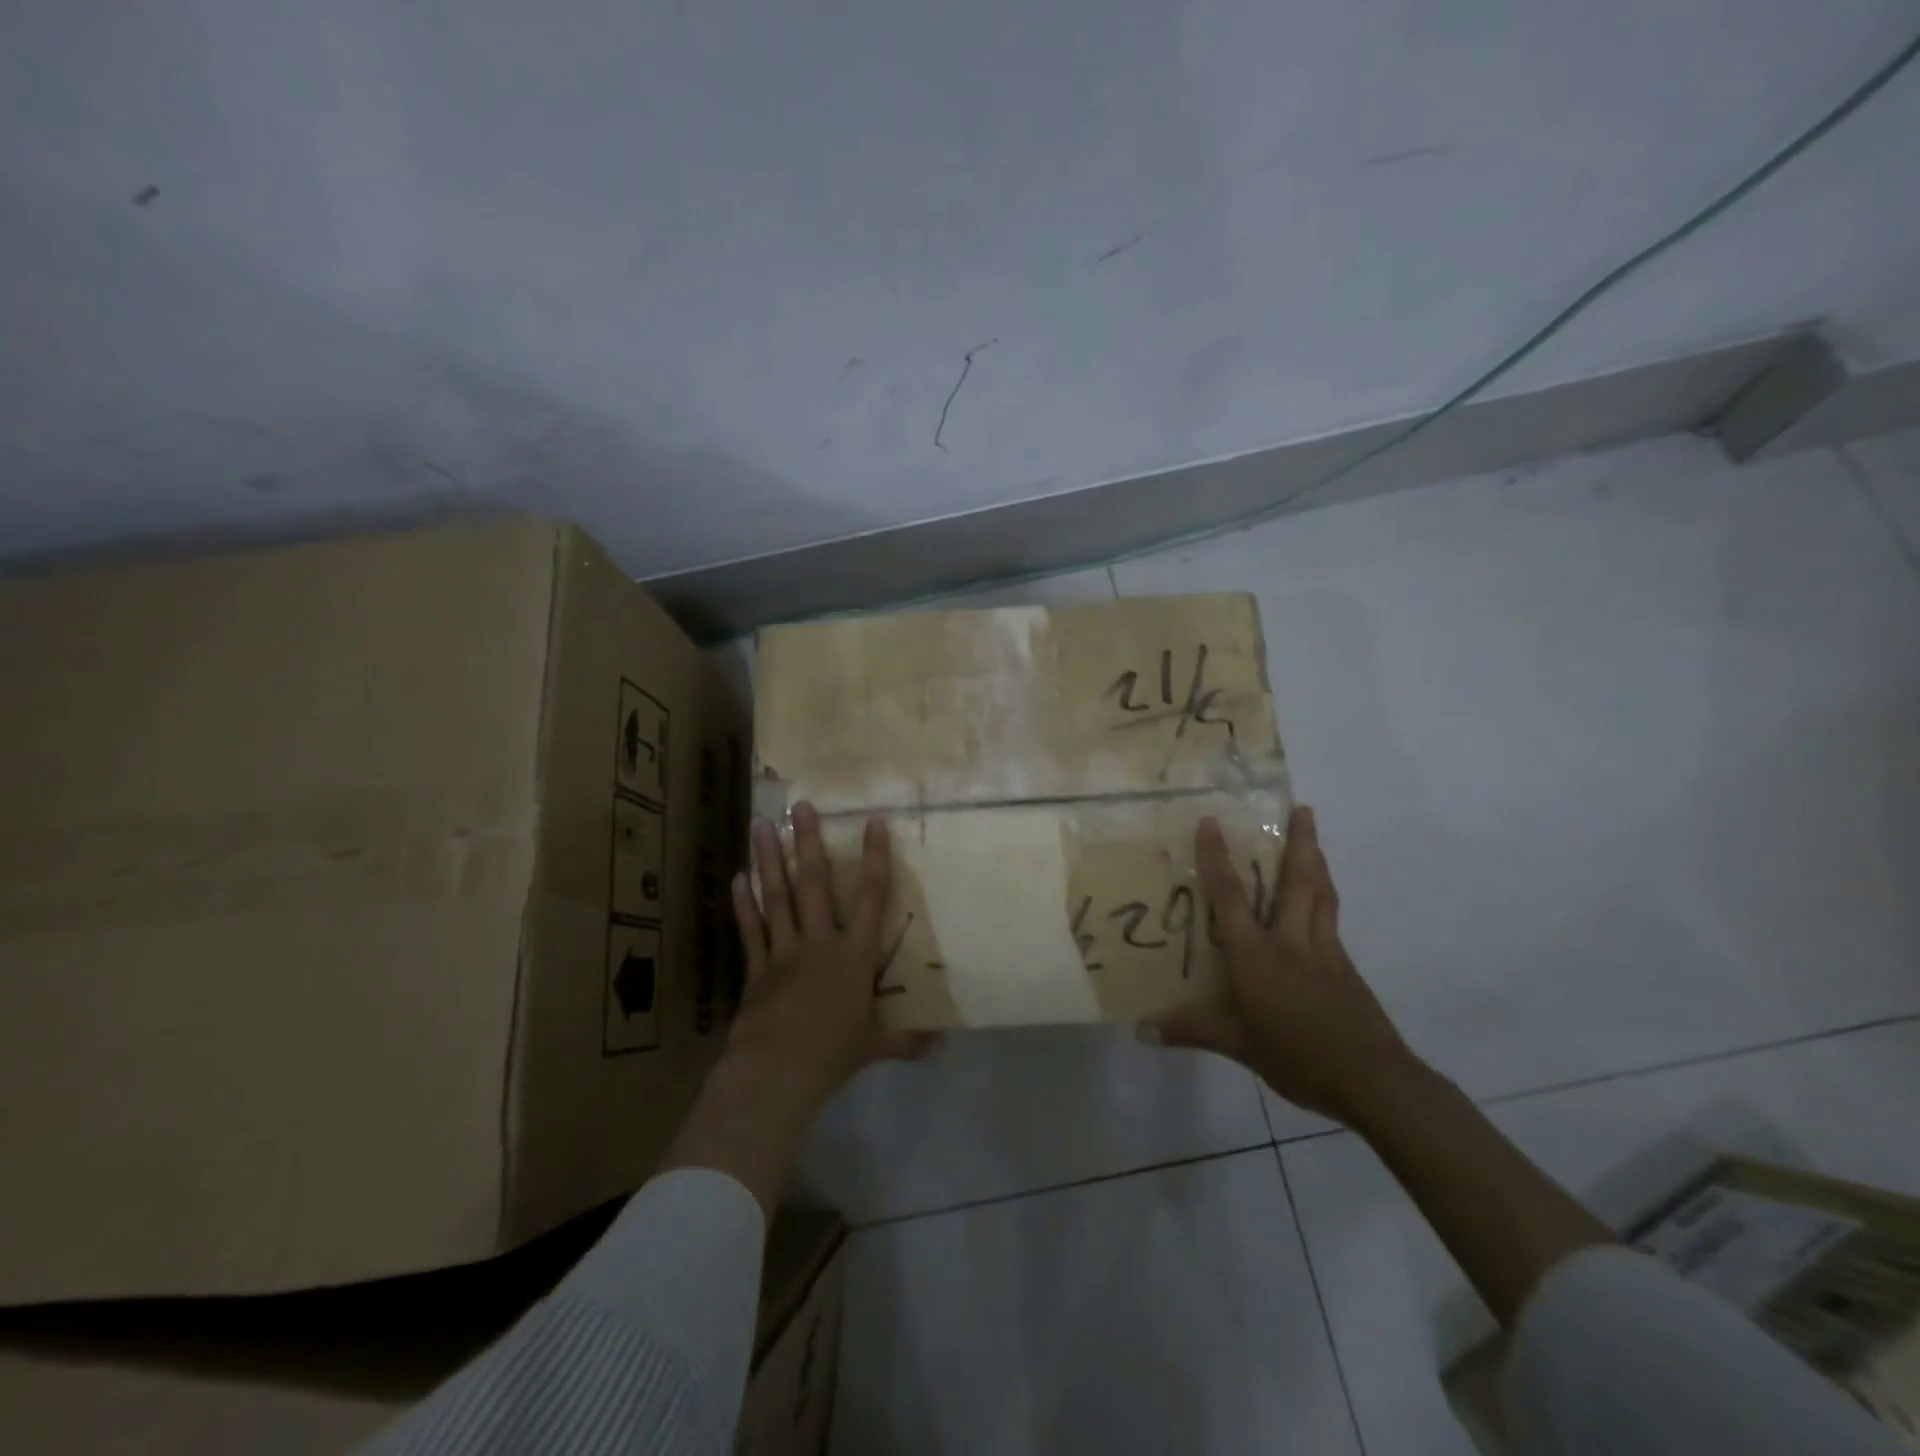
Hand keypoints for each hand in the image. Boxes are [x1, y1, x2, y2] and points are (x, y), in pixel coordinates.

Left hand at [726, 801, 933, 1112]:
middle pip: (815, 884)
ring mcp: (784, 951)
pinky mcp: (756, 967)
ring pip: (777, 897)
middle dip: (809, 842)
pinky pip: (750, 929)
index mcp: (854, 955)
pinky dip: (744, 904)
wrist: (778, 1072)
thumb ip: (906, 1039)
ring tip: (761, 825)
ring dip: (769, 860)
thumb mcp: (876, 1045)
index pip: (871, 897)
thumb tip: (940, 1044)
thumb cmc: (833, 1052)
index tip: (873, 821)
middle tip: (800, 806)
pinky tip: (737, 878)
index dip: (874, 858)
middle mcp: (820, 942)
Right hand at [1144, 805, 1419, 1124]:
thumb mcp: (1237, 1046)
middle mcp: (1291, 942)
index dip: (1217, 858)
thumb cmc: (1296, 1057)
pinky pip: (1331, 919)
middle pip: (1297, 881)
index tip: (1211, 821)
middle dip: (1300, 842)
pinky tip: (1321, 901)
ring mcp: (1324, 951)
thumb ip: (1190, 1031)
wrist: (1372, 1080)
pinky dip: (1325, 897)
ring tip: (1314, 836)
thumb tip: (1142, 1031)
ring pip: (1321, 895)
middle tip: (1303, 807)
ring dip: (1317, 861)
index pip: (1231, 898)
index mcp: (1257, 956)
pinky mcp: (1346, 966)